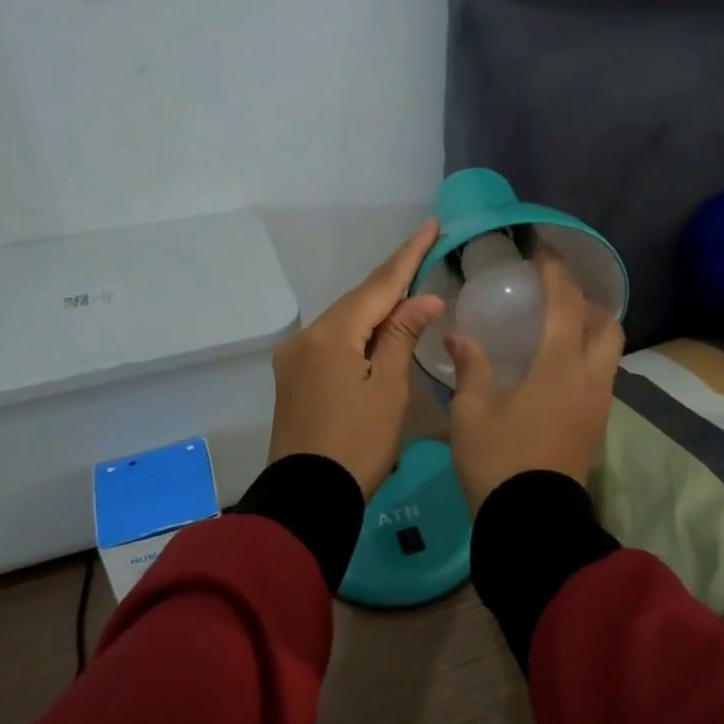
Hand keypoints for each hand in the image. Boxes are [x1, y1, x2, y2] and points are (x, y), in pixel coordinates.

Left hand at [267, 219, 445, 497]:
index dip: (408, 255)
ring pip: (345, 321)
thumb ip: (403, 336)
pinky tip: (379, 332)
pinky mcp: (293, 376)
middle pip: (358, 300)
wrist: (306, 497)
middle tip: (426, 255)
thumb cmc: (358, 444)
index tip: (430, 225)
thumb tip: (424, 298)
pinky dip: (359, 332)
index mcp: (332, 334)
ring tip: (411, 294)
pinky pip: (333, 341)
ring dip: (377, 309)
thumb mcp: (389, 389)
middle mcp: (307, 336)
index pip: (379, 285)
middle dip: (393, 281)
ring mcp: (295, 356)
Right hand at [445, 248, 624, 512]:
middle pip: (607, 324)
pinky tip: (556, 365)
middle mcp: (590, 379)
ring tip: (556, 325)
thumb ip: (471, 366)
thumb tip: (460, 335)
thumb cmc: (498, 460)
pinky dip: (587, 356)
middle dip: (586, 300)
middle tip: (555, 294)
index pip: (566, 304)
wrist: (532, 524)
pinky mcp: (596, 425)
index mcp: (560, 367)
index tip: (543, 249)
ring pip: (610, 351)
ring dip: (590, 328)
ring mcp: (599, 404)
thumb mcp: (472, 411)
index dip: (556, 271)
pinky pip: (602, 374)